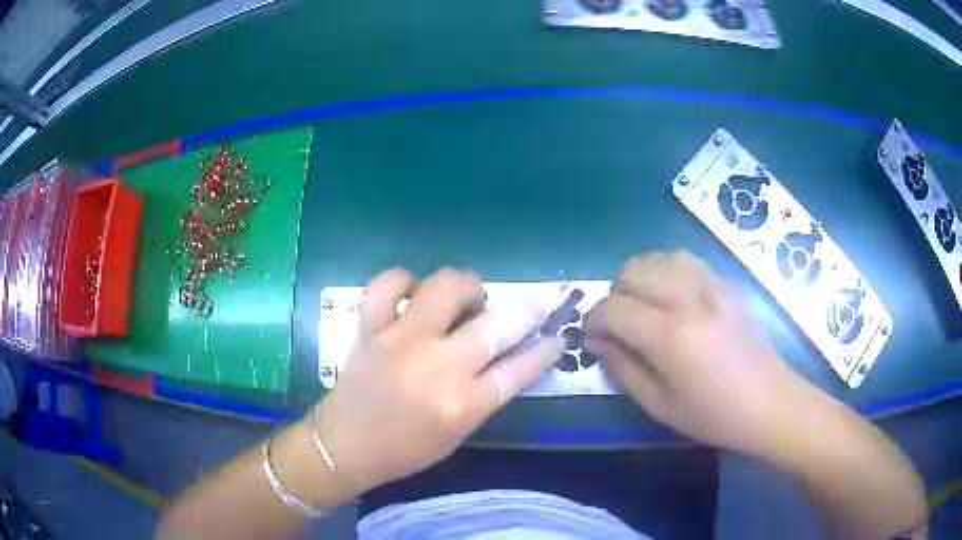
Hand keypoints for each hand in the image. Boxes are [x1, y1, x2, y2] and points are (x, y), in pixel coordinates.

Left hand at [314, 268, 564, 493]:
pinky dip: (403, 282)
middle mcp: (435, 368)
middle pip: (494, 326)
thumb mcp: (456, 433)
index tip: (556, 337)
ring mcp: (399, 341)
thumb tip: (508, 357)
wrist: (343, 445)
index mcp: (461, 405)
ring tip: (466, 299)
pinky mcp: (370, 329)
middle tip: (527, 308)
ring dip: (466, 287)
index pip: (518, 370)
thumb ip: (484, 395)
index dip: (544, 350)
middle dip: (524, 312)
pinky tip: (413, 294)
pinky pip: (387, 285)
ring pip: (444, 289)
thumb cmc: (404, 449)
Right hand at [584, 251, 804, 454]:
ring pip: (658, 257)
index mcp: (670, 336)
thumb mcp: (659, 405)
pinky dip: (667, 270)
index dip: (593, 321)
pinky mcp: (725, 284)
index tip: (592, 337)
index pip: (613, 308)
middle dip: (614, 294)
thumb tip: (596, 341)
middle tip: (619, 323)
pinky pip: (685, 260)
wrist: (769, 402)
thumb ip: (622, 368)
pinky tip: (671, 297)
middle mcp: (689, 299)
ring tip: (644, 305)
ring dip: (640, 277)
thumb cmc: (713, 415)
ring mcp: (711, 286)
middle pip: (632, 271)